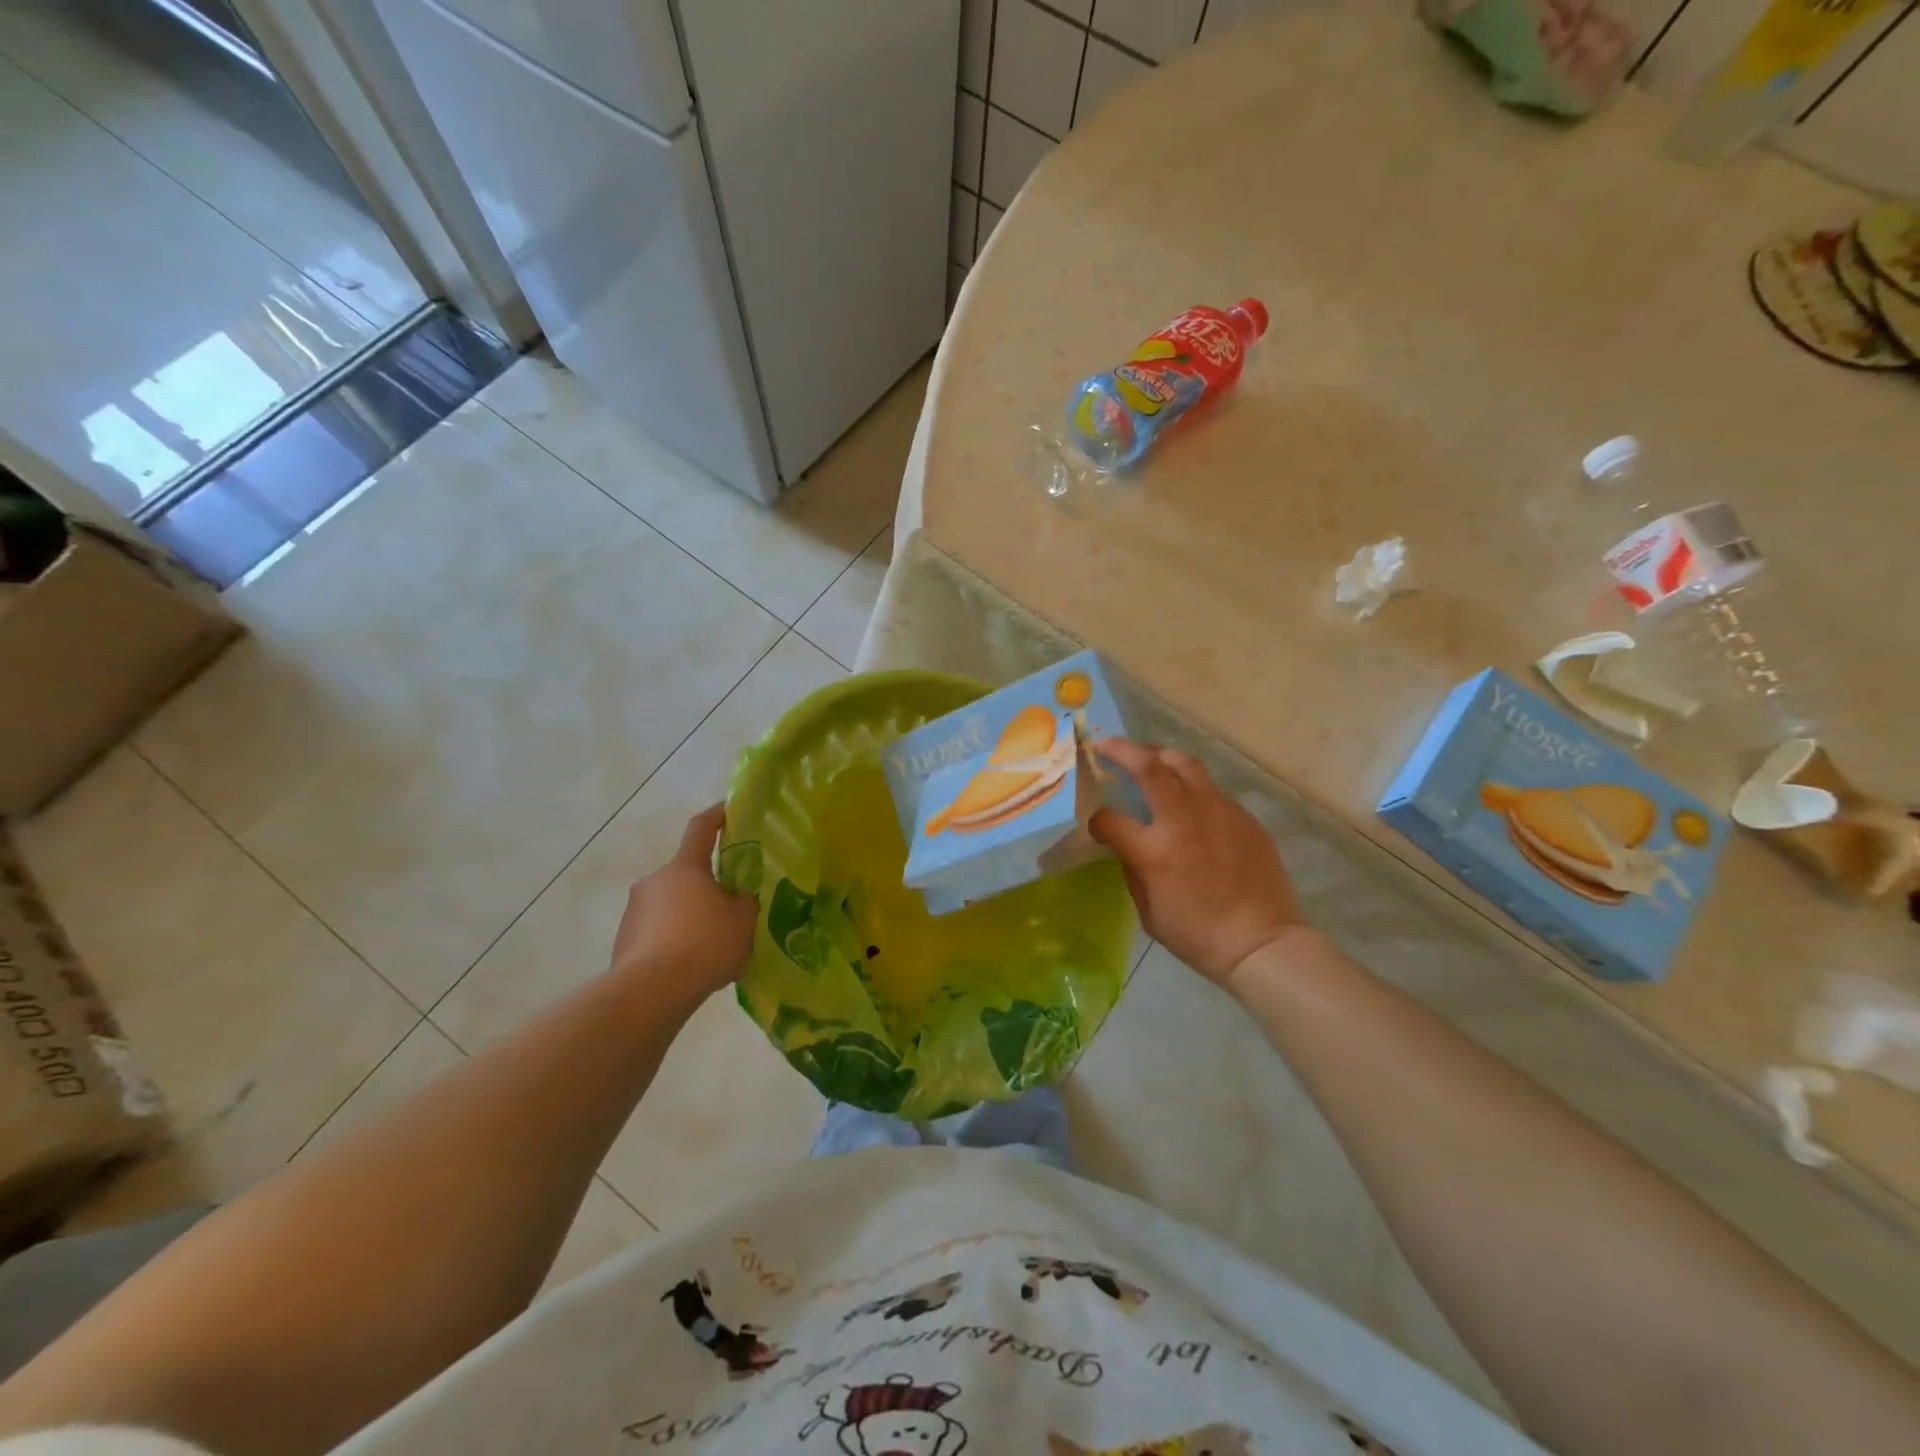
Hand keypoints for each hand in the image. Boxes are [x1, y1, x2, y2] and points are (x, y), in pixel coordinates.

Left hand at [608, 805, 756, 998]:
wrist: (650, 993)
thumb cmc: (703, 945)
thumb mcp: (742, 921)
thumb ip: (744, 902)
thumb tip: (737, 898)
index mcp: (685, 868)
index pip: (701, 828)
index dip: (717, 816)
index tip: (729, 809)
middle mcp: (655, 881)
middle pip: (687, 874)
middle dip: (708, 886)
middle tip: (732, 906)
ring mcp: (635, 911)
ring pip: (672, 905)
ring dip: (691, 916)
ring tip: (714, 946)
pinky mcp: (624, 940)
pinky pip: (658, 932)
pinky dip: (675, 940)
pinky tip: (691, 966)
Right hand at [1089, 740, 1303, 986]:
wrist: (1262, 942)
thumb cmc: (1198, 935)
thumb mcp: (1148, 911)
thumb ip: (1133, 869)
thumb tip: (1127, 844)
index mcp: (1154, 849)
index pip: (1110, 817)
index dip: (1096, 818)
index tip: (1097, 824)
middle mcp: (1184, 819)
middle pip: (1149, 765)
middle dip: (1122, 750)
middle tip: (1106, 745)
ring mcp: (1218, 811)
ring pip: (1184, 764)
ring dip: (1159, 756)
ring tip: (1148, 758)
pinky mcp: (1243, 816)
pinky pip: (1211, 790)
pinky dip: (1191, 787)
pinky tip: (1189, 802)